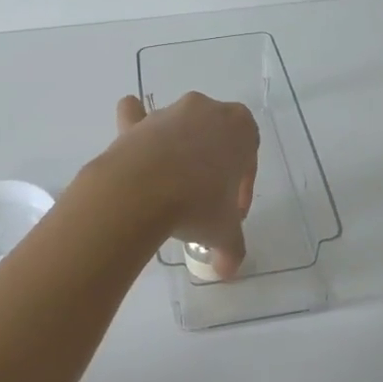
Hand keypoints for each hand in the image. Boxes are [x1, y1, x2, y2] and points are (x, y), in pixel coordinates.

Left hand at [107, 93, 258, 277]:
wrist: (140, 191)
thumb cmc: (196, 204)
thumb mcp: (224, 232)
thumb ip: (232, 249)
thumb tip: (227, 270)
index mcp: (240, 128)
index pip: (248, 158)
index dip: (241, 187)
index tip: (231, 212)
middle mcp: (207, 111)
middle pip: (215, 138)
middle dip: (213, 166)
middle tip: (205, 201)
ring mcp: (169, 113)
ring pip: (179, 128)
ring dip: (179, 153)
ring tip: (171, 190)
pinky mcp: (136, 123)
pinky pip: (136, 116)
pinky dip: (134, 123)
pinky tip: (135, 142)